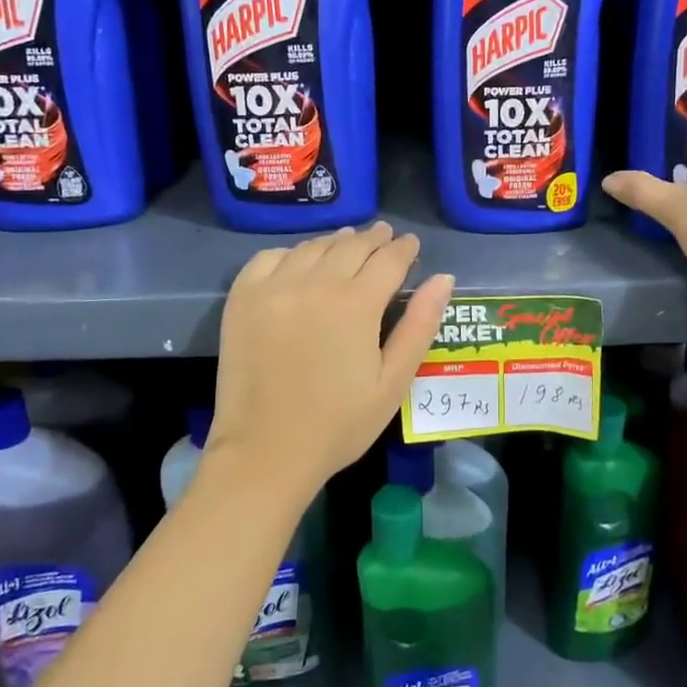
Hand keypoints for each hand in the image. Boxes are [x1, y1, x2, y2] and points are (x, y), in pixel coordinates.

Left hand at [213, 222, 454, 498]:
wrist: (265, 451)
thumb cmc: (339, 424)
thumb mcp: (393, 382)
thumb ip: (419, 325)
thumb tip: (444, 278)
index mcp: (356, 304)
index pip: (388, 260)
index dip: (404, 248)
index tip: (411, 243)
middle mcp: (315, 283)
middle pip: (350, 246)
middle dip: (373, 238)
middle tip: (384, 235)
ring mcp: (274, 288)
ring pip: (312, 248)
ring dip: (335, 241)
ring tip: (347, 241)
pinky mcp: (243, 298)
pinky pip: (269, 258)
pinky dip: (291, 253)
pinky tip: (299, 260)